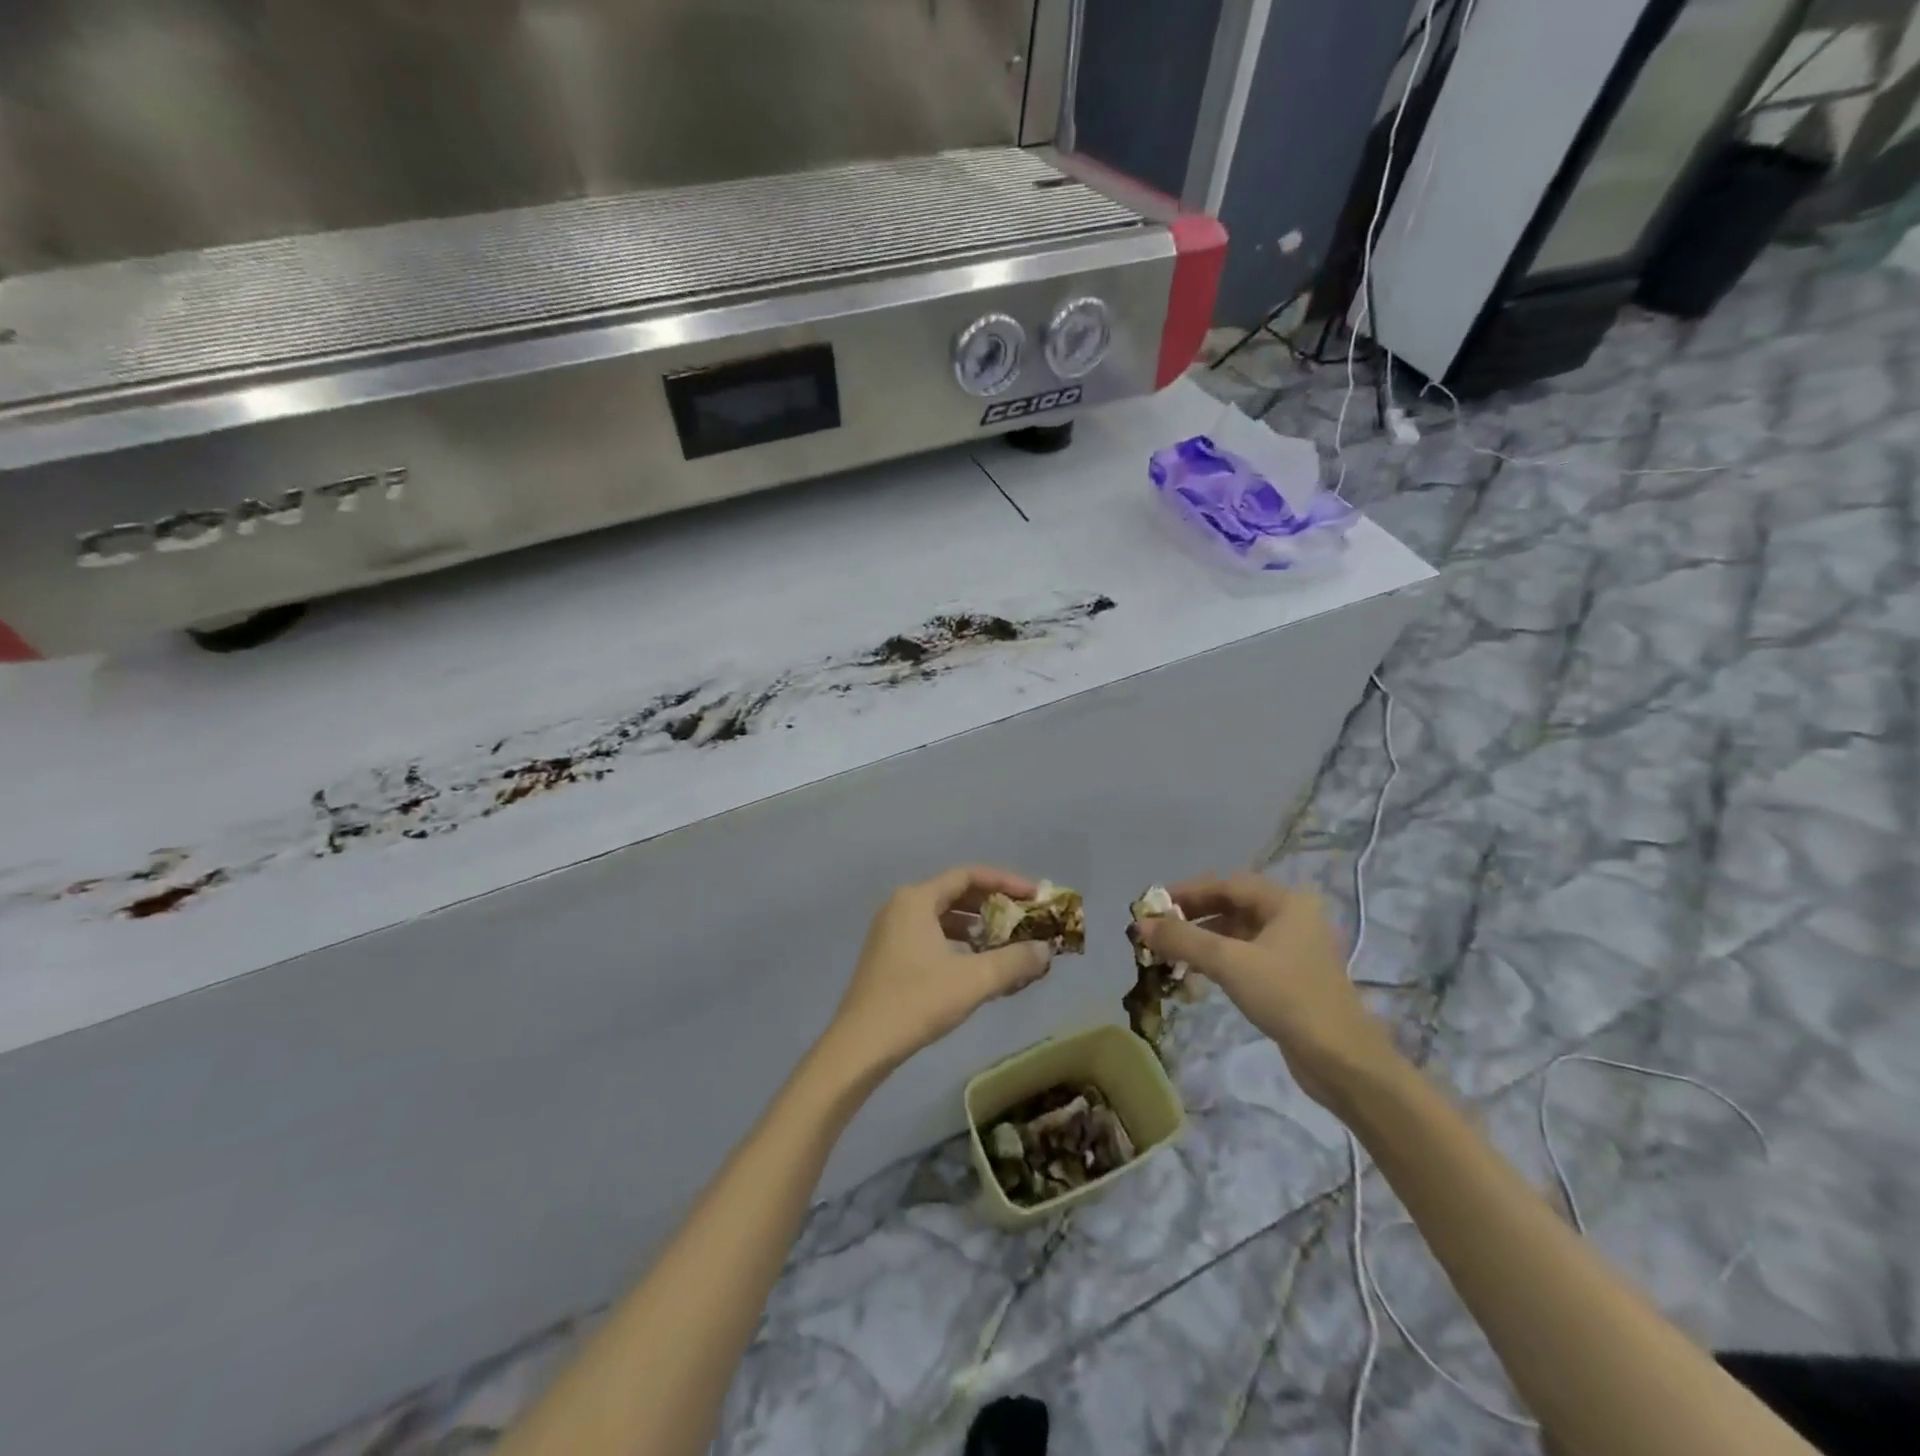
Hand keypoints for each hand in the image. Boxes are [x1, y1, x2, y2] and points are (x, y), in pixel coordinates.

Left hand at [824, 866, 1053, 1077]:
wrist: (861, 1046)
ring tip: (1006, 943)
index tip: (1034, 896)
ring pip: (943, 917)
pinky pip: (931, 936)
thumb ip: (1014, 961)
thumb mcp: (973, 980)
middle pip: (955, 893)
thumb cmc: (916, 1002)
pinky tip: (976, 965)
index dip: (1005, 882)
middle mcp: (901, 906)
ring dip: (976, 926)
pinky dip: (957, 943)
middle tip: (1024, 919)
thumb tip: (1046, 950)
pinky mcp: (888, 955)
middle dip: (993, 905)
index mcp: (916, 900)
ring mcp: (891, 931)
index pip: (968, 875)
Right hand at [1133, 873, 1401, 1110]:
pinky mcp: (1289, 977)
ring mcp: (1292, 948)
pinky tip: (1194, 971)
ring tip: (1168, 952)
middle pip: (1231, 905)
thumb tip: (1140, 926)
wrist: (1341, 1061)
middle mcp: (1291, 917)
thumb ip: (1182, 939)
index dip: (1186, 893)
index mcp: (1286, 902)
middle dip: (1192, 916)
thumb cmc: (1287, 997)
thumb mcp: (1229, 963)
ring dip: (1202, 939)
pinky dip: (1217, 959)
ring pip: (1236, 932)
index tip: (1152, 905)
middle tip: (1156, 929)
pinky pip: (1244, 955)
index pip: (1225, 884)